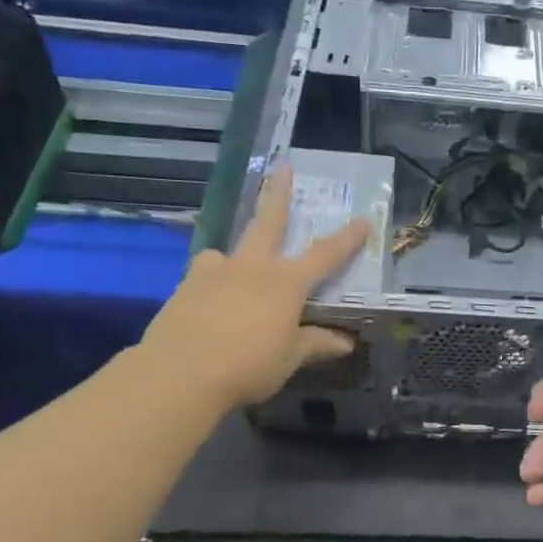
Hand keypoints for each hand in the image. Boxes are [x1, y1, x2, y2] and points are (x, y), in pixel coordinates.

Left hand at [141, 165, 369, 408]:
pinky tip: (209, 306)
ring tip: (231, 271)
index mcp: (285, 283)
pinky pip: (204, 277)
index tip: (363, 220)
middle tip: (284, 167)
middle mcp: (251, 268)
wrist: (179, 374)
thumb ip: (316, 344)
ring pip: (227, 253)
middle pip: (269, 223)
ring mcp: (213, 273)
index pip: (325, 255)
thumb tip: (345, 342)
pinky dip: (212, 285)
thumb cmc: (248, 365)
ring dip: (234, 256)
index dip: (347, 239)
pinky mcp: (184, 288)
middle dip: (279, 194)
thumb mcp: (289, 358)